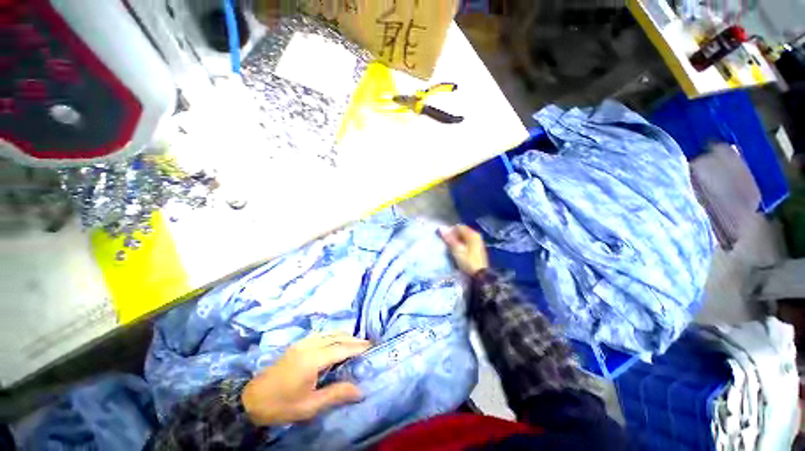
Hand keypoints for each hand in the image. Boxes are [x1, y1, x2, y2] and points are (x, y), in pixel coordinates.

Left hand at [242, 333, 370, 425]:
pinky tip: (337, 343)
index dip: (358, 347)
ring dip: (344, 336)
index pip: (342, 348)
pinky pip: (322, 335)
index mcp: (313, 359)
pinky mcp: (298, 344)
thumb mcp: (309, 406)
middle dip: (354, 339)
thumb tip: (360, 390)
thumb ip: (336, 394)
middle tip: (368, 344)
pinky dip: (334, 336)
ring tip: (356, 344)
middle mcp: (310, 345)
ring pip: (330, 333)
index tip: (372, 346)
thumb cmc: (281, 405)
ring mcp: (303, 342)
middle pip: (338, 336)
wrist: (250, 400)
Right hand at [439, 225, 488, 275]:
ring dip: (457, 240)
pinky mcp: (477, 248)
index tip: (444, 238)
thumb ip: (449, 238)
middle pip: (462, 231)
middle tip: (447, 243)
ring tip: (451, 247)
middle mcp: (476, 235)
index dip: (450, 231)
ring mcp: (478, 241)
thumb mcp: (456, 250)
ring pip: (464, 236)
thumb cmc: (468, 261)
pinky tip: (458, 250)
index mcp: (472, 234)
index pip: (458, 227)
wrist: (480, 275)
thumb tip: (440, 227)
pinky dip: (461, 243)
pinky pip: (467, 241)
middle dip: (453, 235)